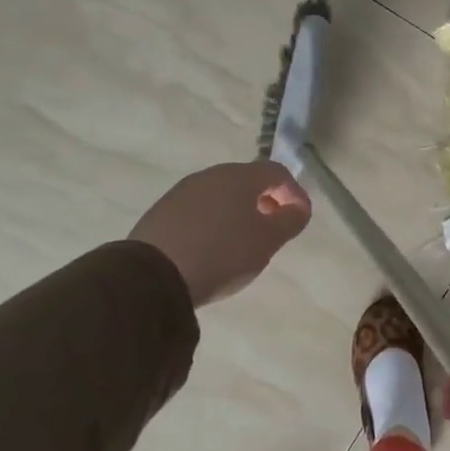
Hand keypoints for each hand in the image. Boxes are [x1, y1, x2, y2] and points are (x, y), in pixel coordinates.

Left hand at [129, 161, 310, 306]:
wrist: (150, 278)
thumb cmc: (222, 254)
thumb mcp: (268, 241)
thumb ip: (291, 220)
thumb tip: (298, 207)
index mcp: (240, 176)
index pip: (277, 172)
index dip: (294, 192)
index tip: (300, 217)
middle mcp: (210, 176)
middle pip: (247, 180)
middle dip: (265, 200)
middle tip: (272, 227)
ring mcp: (181, 192)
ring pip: (220, 195)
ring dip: (237, 211)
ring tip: (241, 241)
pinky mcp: (160, 213)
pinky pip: (198, 211)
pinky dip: (212, 222)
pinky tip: (211, 247)